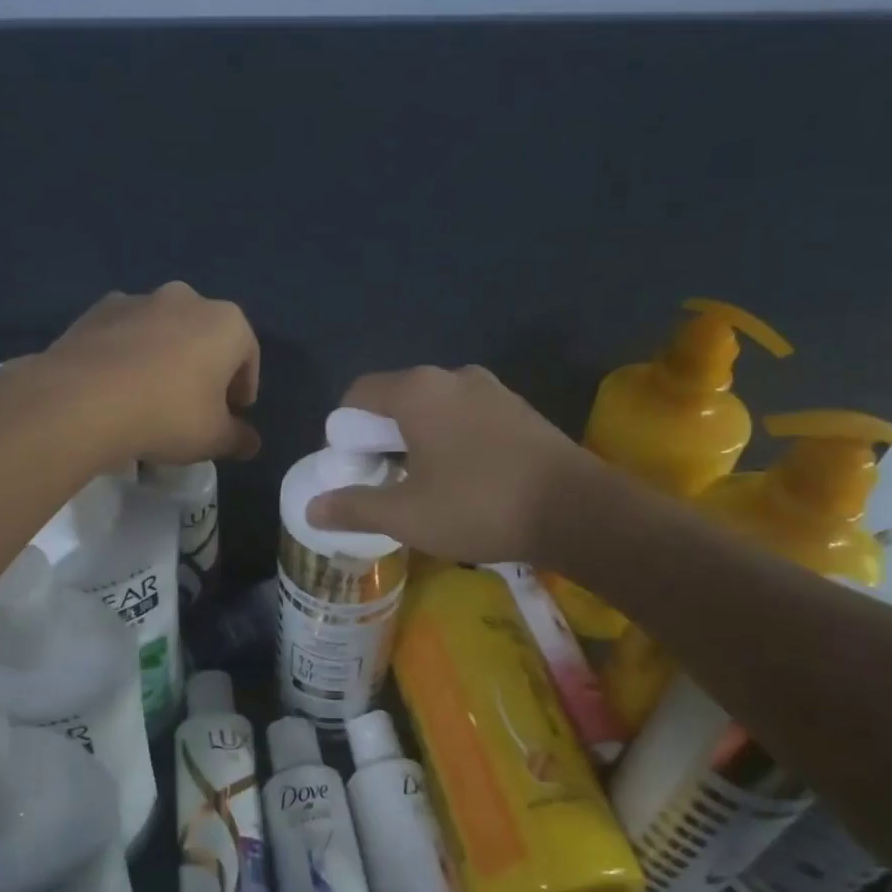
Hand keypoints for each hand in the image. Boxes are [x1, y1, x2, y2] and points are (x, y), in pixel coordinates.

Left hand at [33, 283, 259, 465]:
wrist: (82, 401)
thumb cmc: (167, 415)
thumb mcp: (213, 438)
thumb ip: (238, 438)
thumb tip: (251, 443)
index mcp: (225, 322)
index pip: (247, 354)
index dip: (243, 387)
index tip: (233, 412)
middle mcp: (185, 299)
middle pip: (205, 336)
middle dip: (204, 367)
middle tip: (195, 405)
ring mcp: (138, 300)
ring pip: (163, 331)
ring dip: (165, 357)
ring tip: (151, 397)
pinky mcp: (96, 311)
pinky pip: (124, 334)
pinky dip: (127, 354)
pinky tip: (117, 387)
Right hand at [306, 365, 591, 561]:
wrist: (579, 511)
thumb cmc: (480, 505)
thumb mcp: (407, 515)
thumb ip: (355, 507)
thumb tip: (312, 508)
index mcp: (417, 390)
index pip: (358, 394)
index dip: (342, 432)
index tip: (349, 469)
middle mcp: (453, 377)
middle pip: (396, 400)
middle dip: (380, 438)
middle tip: (381, 481)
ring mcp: (492, 390)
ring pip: (434, 409)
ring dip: (417, 440)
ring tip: (421, 484)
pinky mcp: (519, 409)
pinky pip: (466, 417)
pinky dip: (450, 440)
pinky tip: (463, 479)